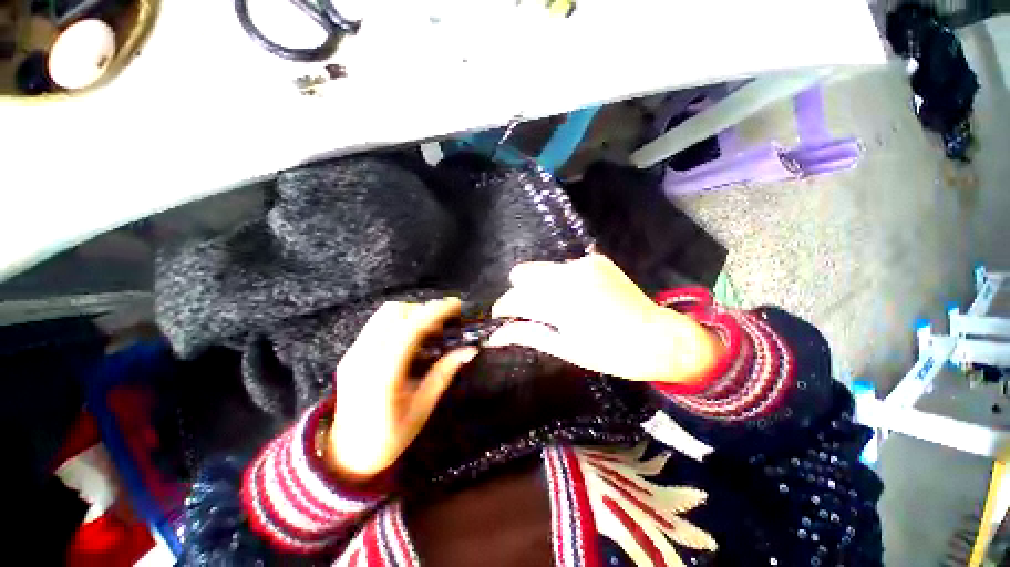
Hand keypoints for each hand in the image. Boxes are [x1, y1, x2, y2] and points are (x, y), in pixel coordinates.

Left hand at [329, 298, 477, 482]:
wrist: (344, 456)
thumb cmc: (388, 439)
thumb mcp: (422, 409)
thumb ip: (444, 374)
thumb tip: (469, 350)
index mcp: (383, 374)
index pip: (410, 329)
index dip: (435, 312)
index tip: (457, 305)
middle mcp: (364, 356)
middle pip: (395, 312)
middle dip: (424, 310)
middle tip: (445, 323)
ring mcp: (353, 353)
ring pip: (384, 314)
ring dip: (412, 313)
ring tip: (430, 329)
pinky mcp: (350, 353)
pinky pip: (378, 324)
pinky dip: (400, 321)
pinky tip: (412, 338)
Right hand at [489, 254, 721, 383]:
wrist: (659, 337)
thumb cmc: (611, 352)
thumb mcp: (565, 348)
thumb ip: (528, 334)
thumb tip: (496, 336)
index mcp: (561, 302)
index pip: (515, 297)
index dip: (503, 308)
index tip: (501, 318)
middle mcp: (568, 274)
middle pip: (522, 273)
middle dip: (519, 293)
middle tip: (530, 313)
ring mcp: (583, 263)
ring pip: (542, 270)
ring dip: (540, 287)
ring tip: (557, 308)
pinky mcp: (595, 259)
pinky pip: (564, 267)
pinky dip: (561, 281)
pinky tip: (577, 298)